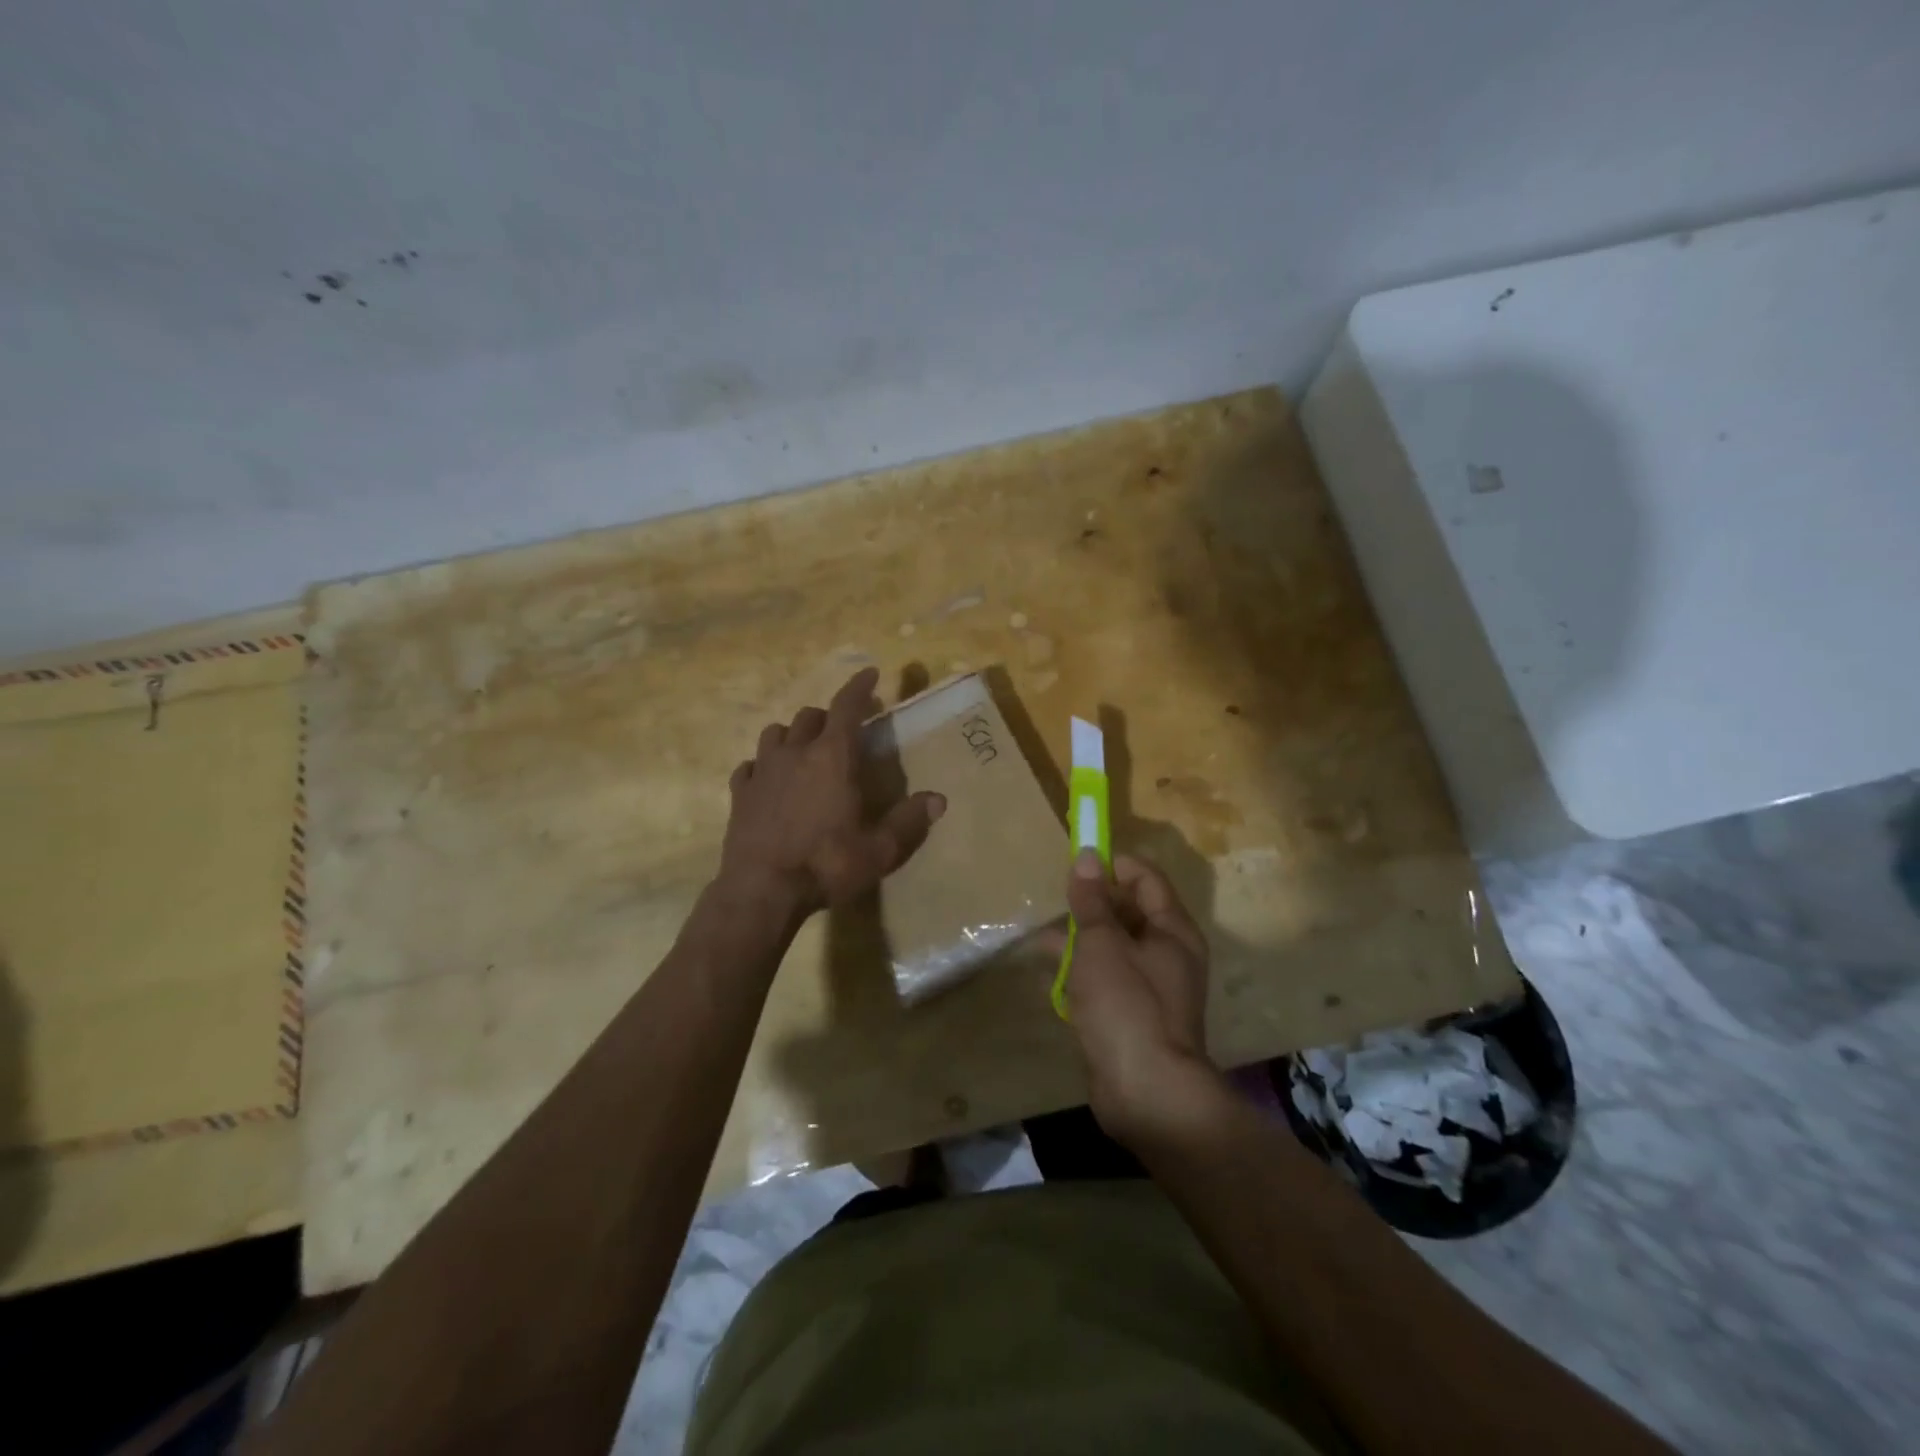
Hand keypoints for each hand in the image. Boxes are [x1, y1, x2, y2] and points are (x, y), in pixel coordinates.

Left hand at [720, 667, 945, 916]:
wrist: (762, 891)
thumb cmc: (827, 865)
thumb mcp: (879, 850)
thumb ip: (908, 821)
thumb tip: (938, 800)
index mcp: (833, 758)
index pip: (847, 707)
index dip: (860, 686)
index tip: (870, 672)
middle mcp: (795, 753)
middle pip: (810, 716)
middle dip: (828, 717)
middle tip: (842, 730)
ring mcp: (762, 771)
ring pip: (775, 734)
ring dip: (793, 735)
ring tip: (803, 750)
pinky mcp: (739, 794)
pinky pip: (749, 766)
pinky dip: (762, 766)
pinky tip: (768, 780)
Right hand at [1043, 850, 1223, 1148]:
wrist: (1147, 1092)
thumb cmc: (1126, 1005)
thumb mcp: (1101, 944)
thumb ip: (1092, 900)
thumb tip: (1087, 856)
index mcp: (1173, 930)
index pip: (1146, 879)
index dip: (1112, 867)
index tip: (1075, 867)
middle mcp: (1169, 955)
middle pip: (1129, 913)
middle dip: (1091, 907)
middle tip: (1055, 906)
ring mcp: (1153, 989)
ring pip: (1114, 949)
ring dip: (1081, 943)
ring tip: (1043, 944)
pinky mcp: (1135, 1017)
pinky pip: (1108, 982)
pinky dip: (1084, 976)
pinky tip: (1053, 981)